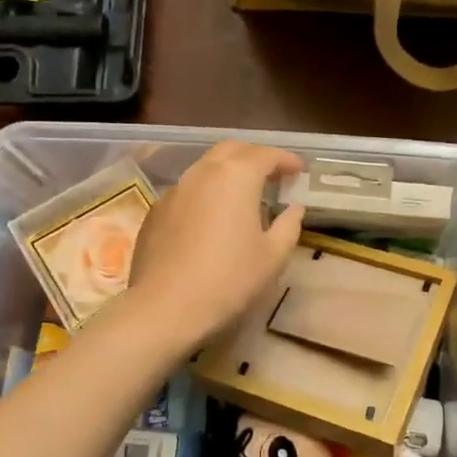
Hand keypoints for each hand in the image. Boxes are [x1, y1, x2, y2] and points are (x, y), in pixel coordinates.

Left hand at [124, 141, 304, 348]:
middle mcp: (203, 172)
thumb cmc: (229, 280)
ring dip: (228, 172)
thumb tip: (294, 208)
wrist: (165, 307)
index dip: (286, 160)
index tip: (300, 170)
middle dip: (255, 157)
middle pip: (233, 150)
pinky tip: (212, 218)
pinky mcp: (156, 210)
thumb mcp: (273, 256)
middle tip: (272, 176)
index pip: (266, 154)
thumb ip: (289, 225)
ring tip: (243, 195)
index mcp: (236, 176)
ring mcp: (175, 189)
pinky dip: (206, 193)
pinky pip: (188, 190)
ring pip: (206, 167)